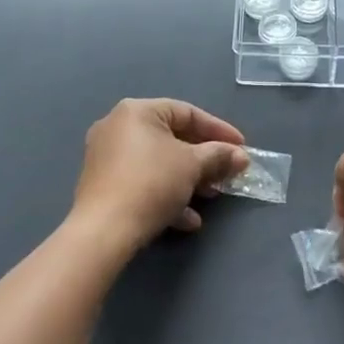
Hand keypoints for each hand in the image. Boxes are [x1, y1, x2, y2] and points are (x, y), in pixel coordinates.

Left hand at [72, 98, 246, 254]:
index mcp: (137, 111)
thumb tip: (240, 156)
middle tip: (227, 173)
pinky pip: (142, 181)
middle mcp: (117, 126)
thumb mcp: (192, 165)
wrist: (103, 232)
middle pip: (172, 138)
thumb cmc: (151, 183)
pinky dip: (165, 194)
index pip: (187, 113)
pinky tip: (186, 219)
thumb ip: (218, 155)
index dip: (218, 130)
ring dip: (188, 179)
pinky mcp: (103, 185)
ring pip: (158, 162)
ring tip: (210, 197)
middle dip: (203, 159)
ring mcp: (106, 156)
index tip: (241, 147)